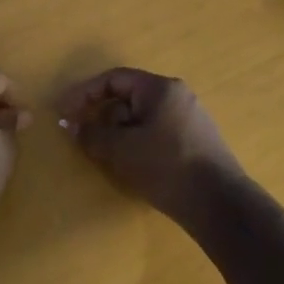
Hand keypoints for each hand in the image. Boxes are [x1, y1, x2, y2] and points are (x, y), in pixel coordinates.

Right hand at [57, 68, 243, 221]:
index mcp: (160, 88)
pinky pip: (156, 132)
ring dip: (118, 132)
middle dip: (102, 115)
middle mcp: (178, 96)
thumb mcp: (120, 149)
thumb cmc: (165, 166)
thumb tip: (70, 124)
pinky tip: (131, 165)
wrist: (218, 204)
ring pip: (142, 117)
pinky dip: (137, 142)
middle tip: (83, 136)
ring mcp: (190, 119)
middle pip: (128, 97)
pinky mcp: (196, 142)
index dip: (84, 93)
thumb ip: (91, 133)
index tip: (64, 112)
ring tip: (105, 155)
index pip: (114, 79)